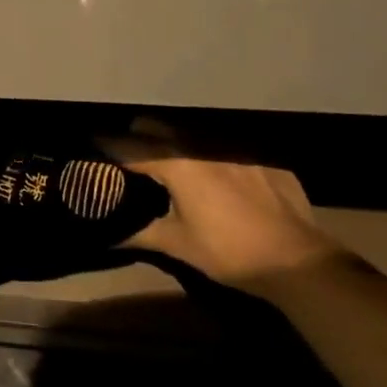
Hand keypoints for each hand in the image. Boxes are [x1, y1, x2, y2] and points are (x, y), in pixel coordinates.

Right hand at [110, 134, 340, 289]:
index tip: (90, 144)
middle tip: (127, 156)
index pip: (128, 147)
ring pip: (190, 134)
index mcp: (175, 163)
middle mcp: (200, 144)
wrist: (297, 260)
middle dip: (137, 136)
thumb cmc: (228, 251)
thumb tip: (107, 236)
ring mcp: (233, 147)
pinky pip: (223, 148)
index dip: (106, 146)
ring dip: (173, 144)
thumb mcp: (178, 245)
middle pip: (156, 127)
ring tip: (169, 164)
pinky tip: (217, 180)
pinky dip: (210, 158)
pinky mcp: (259, 158)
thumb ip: (139, 234)